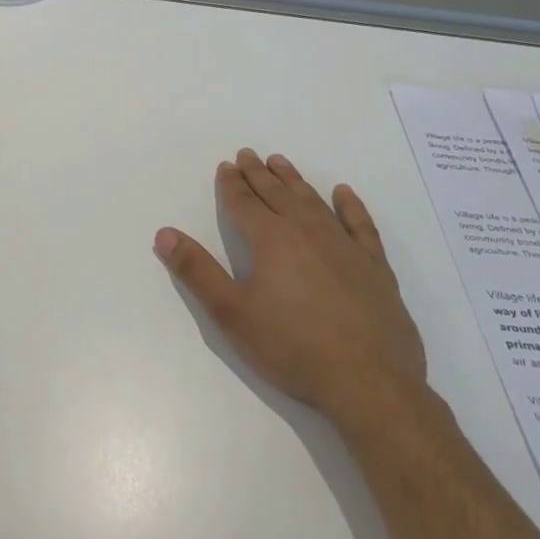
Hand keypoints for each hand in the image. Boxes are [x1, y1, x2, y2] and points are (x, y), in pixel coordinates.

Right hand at [154, 150, 426, 432]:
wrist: (369, 384)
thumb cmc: (292, 348)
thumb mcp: (231, 313)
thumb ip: (197, 271)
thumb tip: (165, 233)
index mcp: (271, 240)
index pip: (245, 203)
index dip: (232, 184)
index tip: (226, 166)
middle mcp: (307, 232)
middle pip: (278, 194)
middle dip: (259, 174)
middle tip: (248, 155)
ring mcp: (345, 247)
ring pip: (314, 202)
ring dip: (294, 181)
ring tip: (281, 163)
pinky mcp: (375, 267)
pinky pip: (360, 225)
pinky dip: (350, 206)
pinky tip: (343, 194)